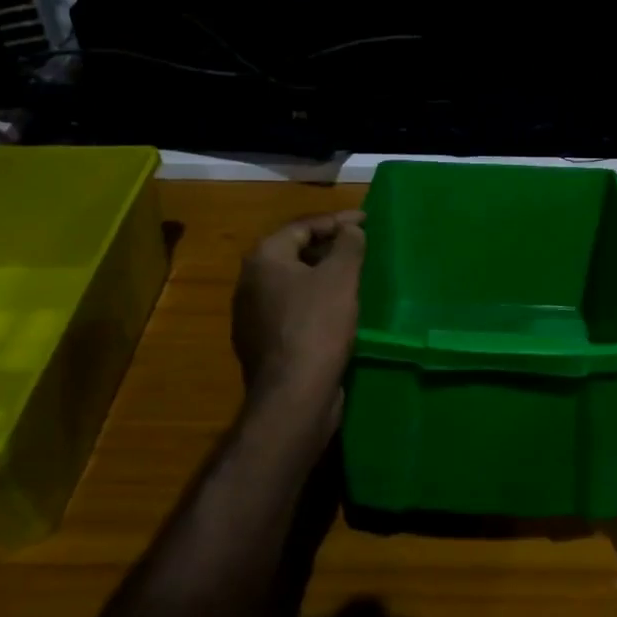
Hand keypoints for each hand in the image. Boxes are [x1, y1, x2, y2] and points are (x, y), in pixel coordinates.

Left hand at [232, 211, 366, 402]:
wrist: (294, 395)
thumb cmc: (317, 325)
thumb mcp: (341, 277)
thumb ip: (348, 245)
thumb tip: (350, 231)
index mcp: (264, 259)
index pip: (302, 226)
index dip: (337, 221)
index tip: (367, 222)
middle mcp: (250, 283)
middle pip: (294, 253)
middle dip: (329, 247)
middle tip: (361, 247)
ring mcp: (252, 316)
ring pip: (294, 284)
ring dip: (323, 276)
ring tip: (354, 276)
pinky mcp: (264, 344)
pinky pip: (293, 310)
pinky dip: (316, 302)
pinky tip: (339, 311)